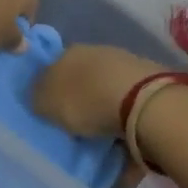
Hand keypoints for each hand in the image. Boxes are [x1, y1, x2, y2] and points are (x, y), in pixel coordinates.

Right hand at [34, 44, 167, 138]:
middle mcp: (94, 52)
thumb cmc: (86, 100)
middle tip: (76, 124)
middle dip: (78, 99)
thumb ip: (38, 99)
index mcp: (66, 52)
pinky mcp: (149, 82)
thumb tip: (40, 98)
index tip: (52, 112)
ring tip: (103, 135)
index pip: (52, 69)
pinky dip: (124, 118)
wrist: (143, 102)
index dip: (50, 90)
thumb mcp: (46, 104)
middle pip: (80, 78)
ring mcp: (124, 64)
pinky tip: (125, 135)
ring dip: (103, 109)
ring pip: (105, 89)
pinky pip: (128, 103)